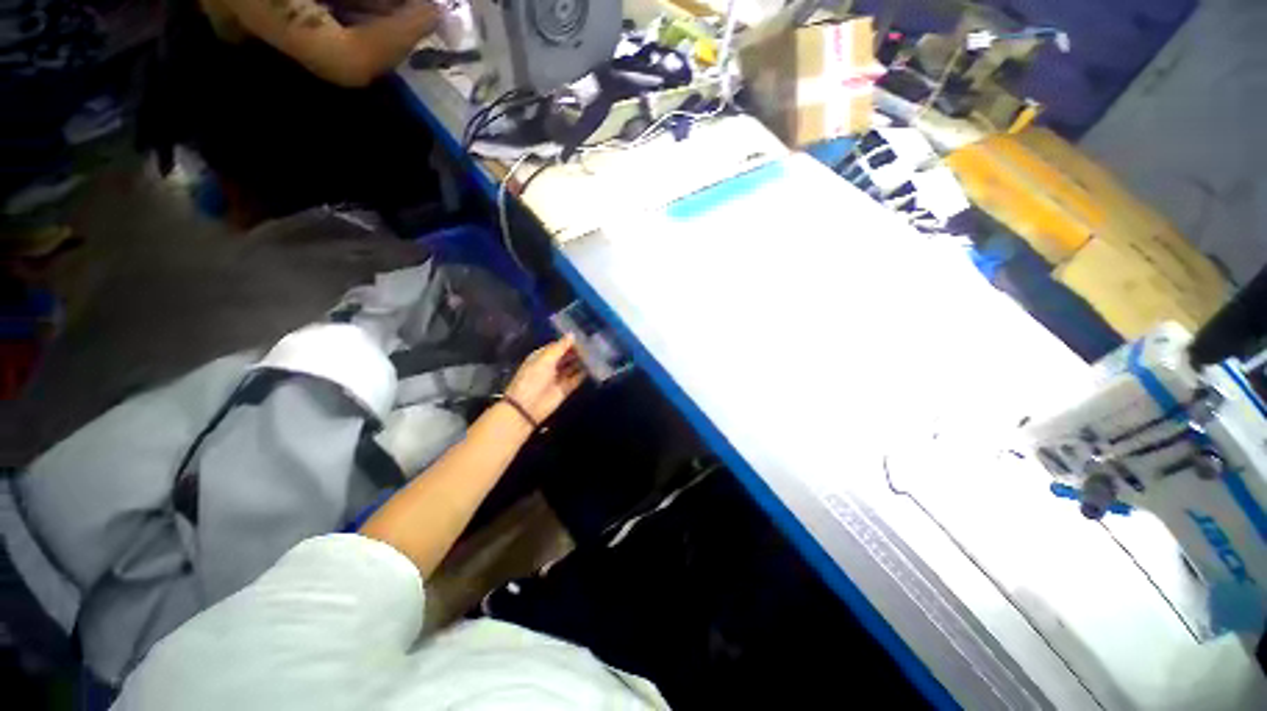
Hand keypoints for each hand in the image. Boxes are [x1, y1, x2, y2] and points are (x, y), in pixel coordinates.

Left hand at [504, 335, 585, 424]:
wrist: (527, 406)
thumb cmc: (533, 378)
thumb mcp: (545, 359)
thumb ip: (560, 347)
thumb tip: (572, 334)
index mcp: (542, 356)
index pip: (558, 346)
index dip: (569, 341)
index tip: (584, 336)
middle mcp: (551, 365)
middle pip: (566, 355)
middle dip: (577, 351)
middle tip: (594, 344)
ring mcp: (558, 377)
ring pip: (573, 366)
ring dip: (582, 361)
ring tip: (597, 353)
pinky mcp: (565, 388)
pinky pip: (577, 379)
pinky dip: (584, 374)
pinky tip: (594, 367)